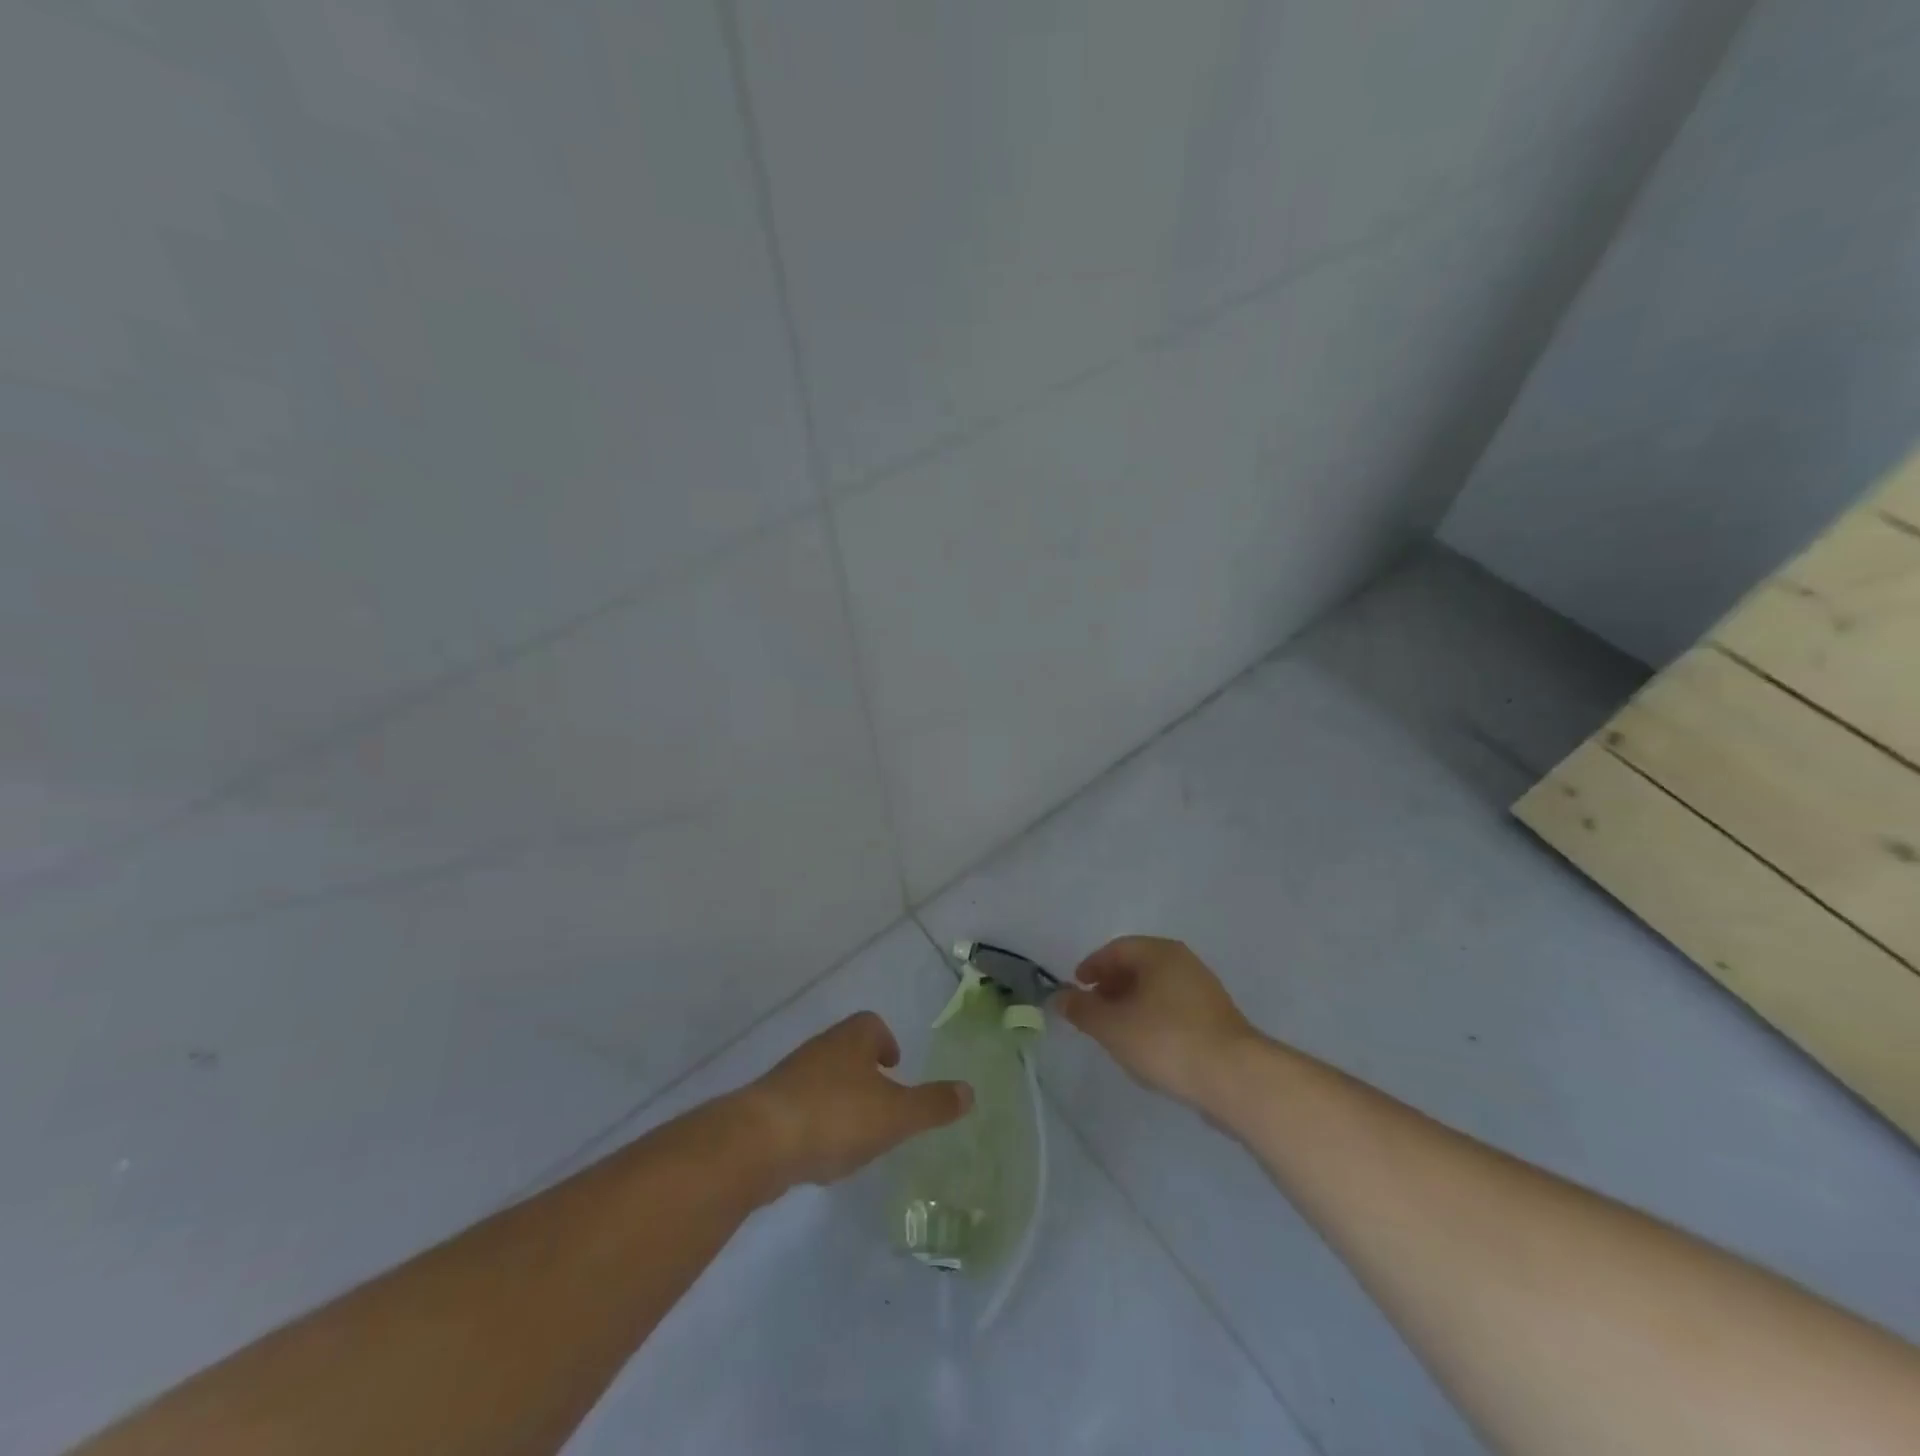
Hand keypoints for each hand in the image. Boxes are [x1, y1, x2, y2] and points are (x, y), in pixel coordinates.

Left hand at [742, 1012, 971, 1188]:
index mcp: (852, 1039)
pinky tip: (822, 1153)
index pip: (872, 1025)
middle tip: (882, 1101)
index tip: (895, 1066)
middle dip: (864, 1071)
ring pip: (823, 1078)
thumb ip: (932, 1105)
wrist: (758, 1143)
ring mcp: (790, 1077)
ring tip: (856, 1133)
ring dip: (840, 1098)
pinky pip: (800, 1108)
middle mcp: (821, 1048)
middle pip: (846, 1049)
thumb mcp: (895, 1115)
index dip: (886, 1042)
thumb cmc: (836, 1117)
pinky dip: (815, 1123)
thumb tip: (970, 1091)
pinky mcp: (768, 1108)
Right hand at [1055, 936, 1256, 1110]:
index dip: (1091, 966)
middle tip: (1092, 1010)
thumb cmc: (1166, 1040)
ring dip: (1132, 1003)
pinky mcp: (1216, 1018)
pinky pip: (1174, 1008)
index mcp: (1159, 952)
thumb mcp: (1112, 1026)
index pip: (1116, 949)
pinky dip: (1153, 1018)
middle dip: (1111, 986)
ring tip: (1116, 1031)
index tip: (1076, 987)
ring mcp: (1204, 989)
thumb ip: (1082, 1010)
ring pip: (1157, 989)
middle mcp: (1183, 962)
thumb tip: (1059, 997)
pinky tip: (1146, 1045)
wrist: (1234, 1077)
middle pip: (1138, 966)